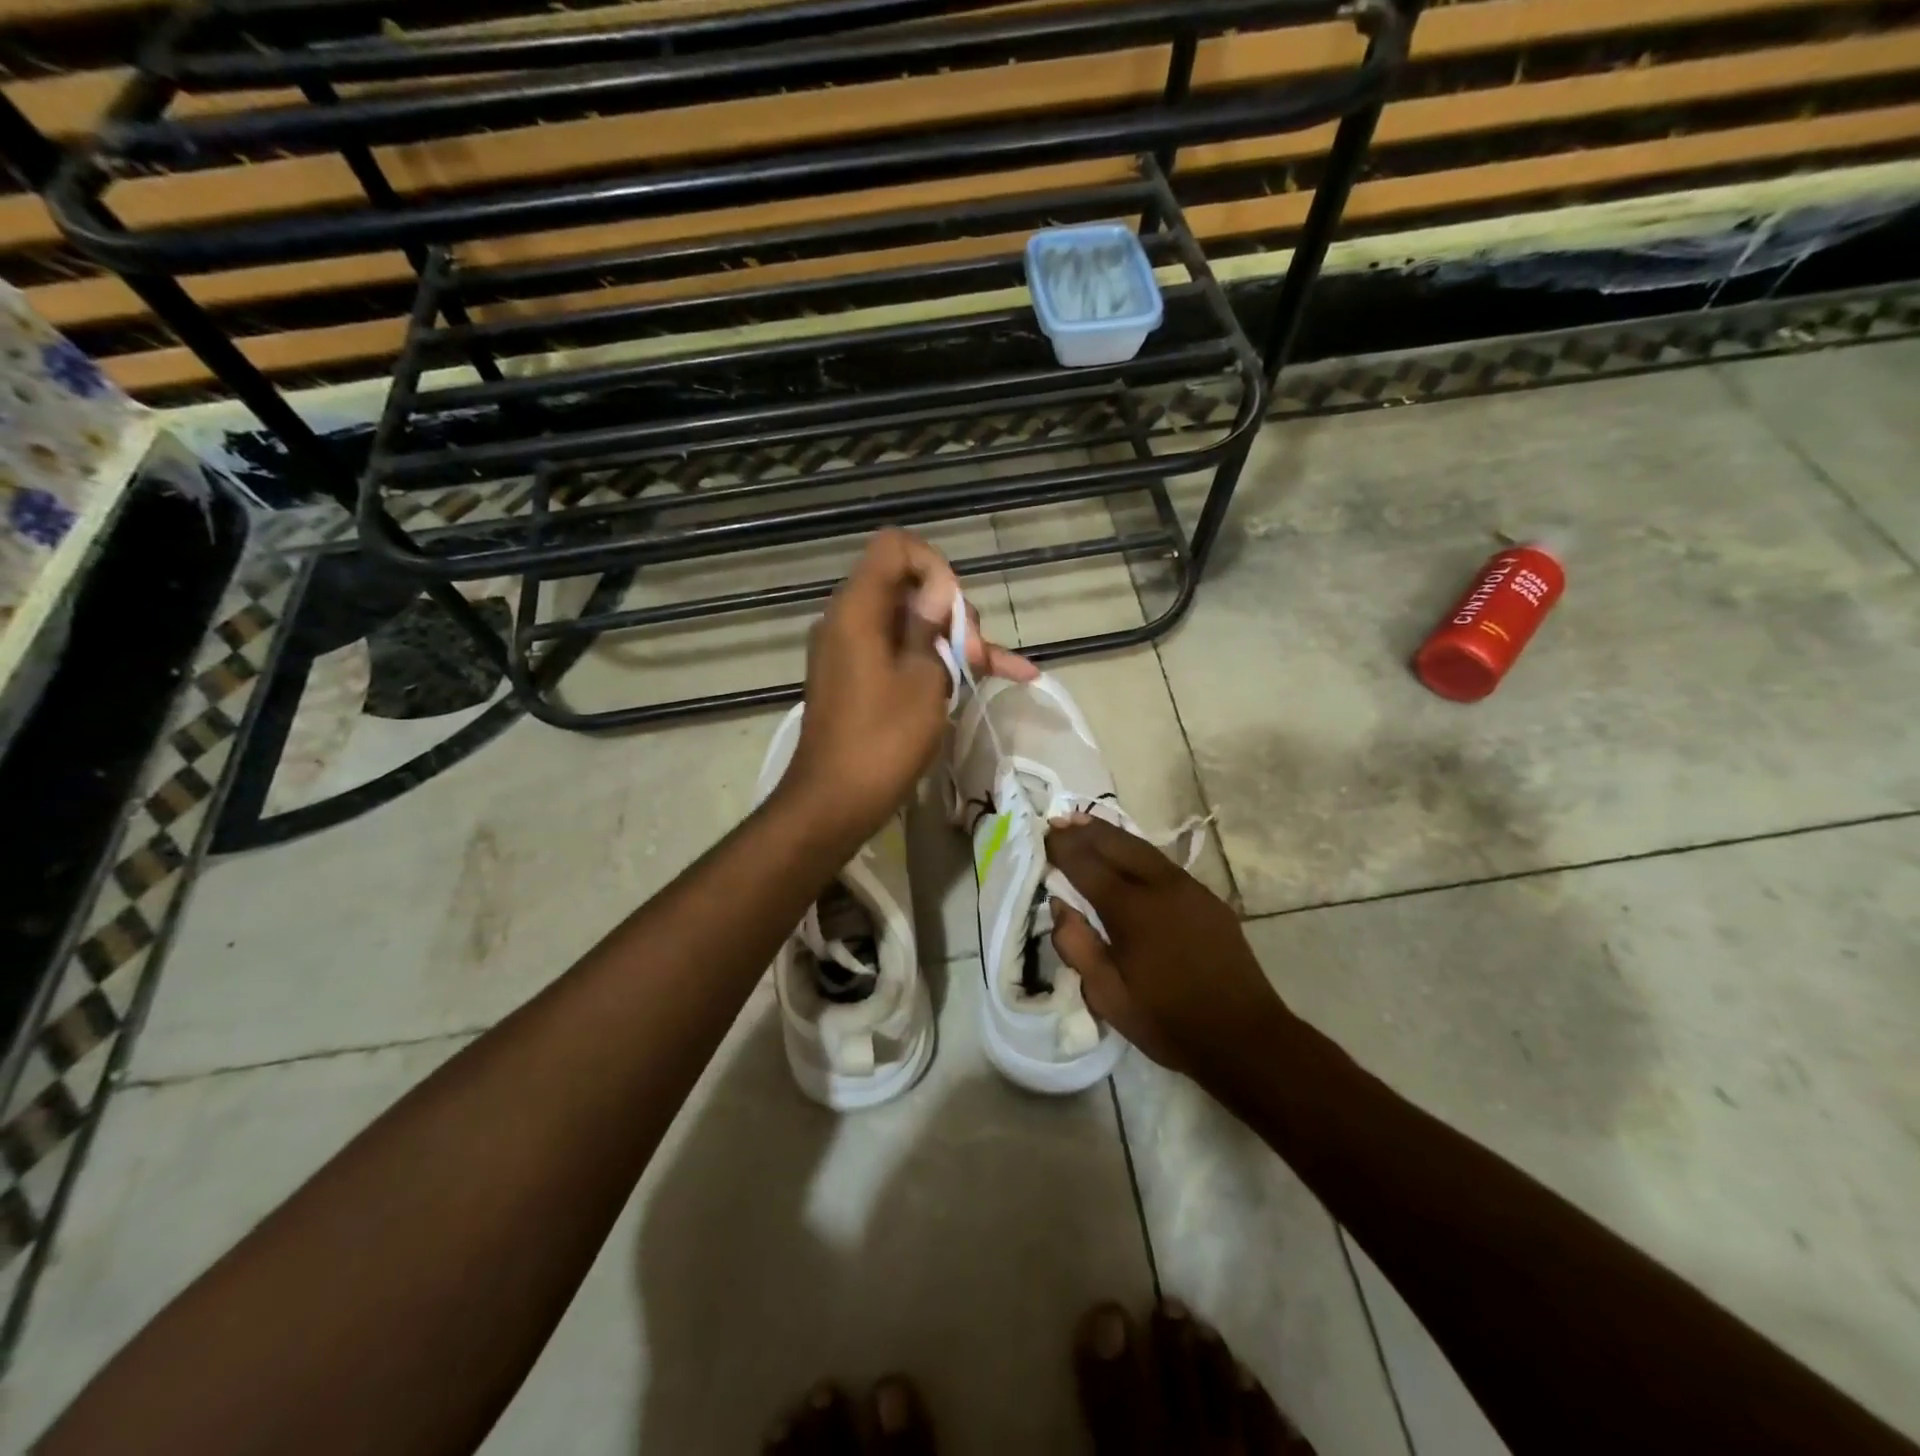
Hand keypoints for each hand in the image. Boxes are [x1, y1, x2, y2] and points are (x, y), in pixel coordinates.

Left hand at [781, 530, 1034, 844]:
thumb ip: (931, 626)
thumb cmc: (882, 739)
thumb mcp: (923, 678)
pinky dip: (938, 662)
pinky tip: (998, 675)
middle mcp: (849, 619)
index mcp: (857, 608)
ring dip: (955, 641)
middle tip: (976, 655)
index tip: (955, 608)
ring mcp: (854, 650)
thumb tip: (937, 591)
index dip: (933, 565)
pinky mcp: (860, 677)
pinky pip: (902, 653)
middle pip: (909, 587)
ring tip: (1000, 670)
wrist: (835, 802)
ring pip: (913, 624)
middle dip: (953, 613)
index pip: (894, 547)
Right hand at [1046, 817, 1289, 1084]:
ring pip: (1144, 849)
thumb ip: (1077, 946)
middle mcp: (1161, 887)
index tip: (1043, 835)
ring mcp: (1190, 889)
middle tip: (1059, 819)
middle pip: (1117, 844)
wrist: (1245, 1037)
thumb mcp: (1108, 997)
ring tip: (1086, 825)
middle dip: (1085, 830)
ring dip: (1112, 835)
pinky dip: (1137, 852)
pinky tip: (1128, 858)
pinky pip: (1164, 864)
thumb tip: (1060, 906)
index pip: (1087, 865)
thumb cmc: (1169, 1022)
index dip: (1063, 848)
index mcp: (1132, 910)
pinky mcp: (1208, 899)